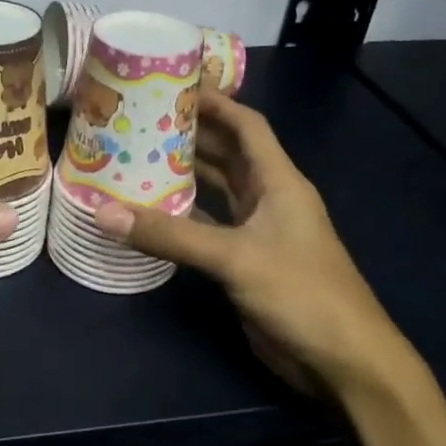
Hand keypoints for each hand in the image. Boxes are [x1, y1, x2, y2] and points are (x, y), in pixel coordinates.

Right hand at [92, 88, 414, 399]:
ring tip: (136, 157)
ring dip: (184, 175)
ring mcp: (258, 232)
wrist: (342, 361)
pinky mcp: (245, 262)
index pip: (248, 126)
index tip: (174, 85)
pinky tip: (150, 212)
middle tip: (140, 120)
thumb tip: (103, 213)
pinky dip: (183, 217)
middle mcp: (269, 199)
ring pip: (217, 191)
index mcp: (279, 182)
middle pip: (228, 154)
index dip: (216, 102)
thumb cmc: (301, 293)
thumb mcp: (233, 257)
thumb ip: (169, 235)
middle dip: (190, 135)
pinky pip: (208, 227)